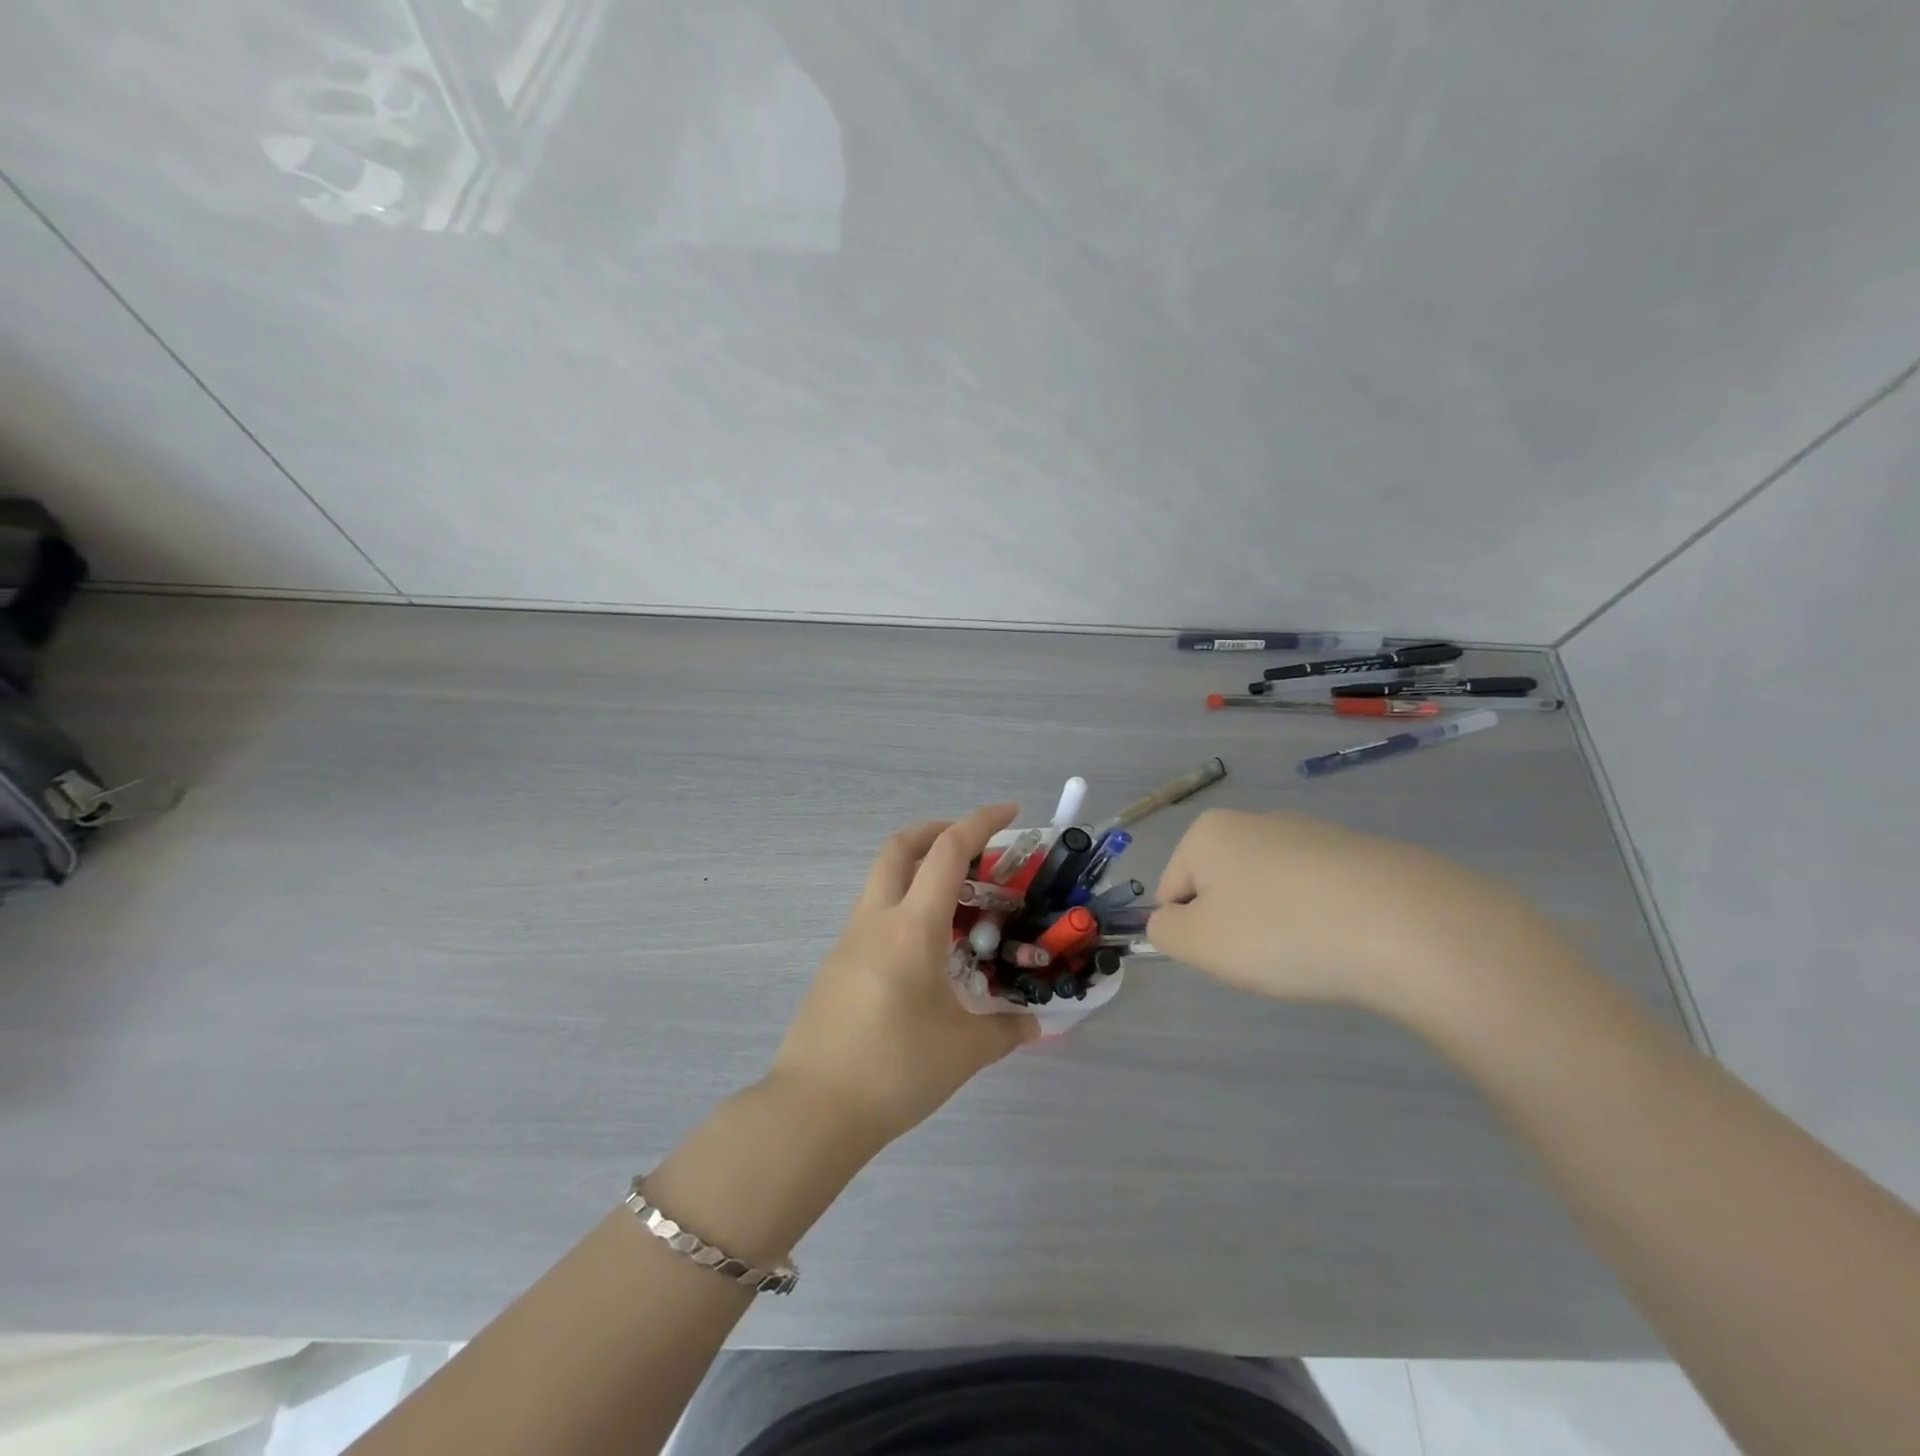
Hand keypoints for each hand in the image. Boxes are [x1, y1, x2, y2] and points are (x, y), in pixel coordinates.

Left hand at [769, 803, 1038, 1147]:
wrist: (813, 1109)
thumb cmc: (895, 1069)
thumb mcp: (964, 1051)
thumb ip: (1007, 1031)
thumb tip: (1034, 1025)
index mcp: (912, 926)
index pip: (948, 851)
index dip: (980, 822)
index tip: (1010, 813)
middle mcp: (876, 919)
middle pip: (900, 846)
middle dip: (938, 830)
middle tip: (973, 846)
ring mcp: (849, 940)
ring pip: (883, 879)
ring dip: (918, 871)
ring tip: (958, 906)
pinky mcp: (836, 965)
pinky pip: (874, 915)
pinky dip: (904, 908)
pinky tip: (926, 952)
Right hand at [1147, 808, 1552, 1014]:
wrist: (1406, 925)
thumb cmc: (1281, 931)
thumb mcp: (1199, 943)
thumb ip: (1164, 930)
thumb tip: (1170, 920)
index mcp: (1209, 832)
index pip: (1171, 890)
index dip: (1191, 931)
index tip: (1227, 953)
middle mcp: (1256, 820)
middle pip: (1223, 886)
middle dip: (1235, 925)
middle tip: (1266, 957)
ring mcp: (1313, 833)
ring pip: (1272, 891)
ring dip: (1278, 924)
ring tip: (1313, 953)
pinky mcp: (1361, 854)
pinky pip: (1320, 894)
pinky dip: (1322, 920)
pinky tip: (1348, 943)